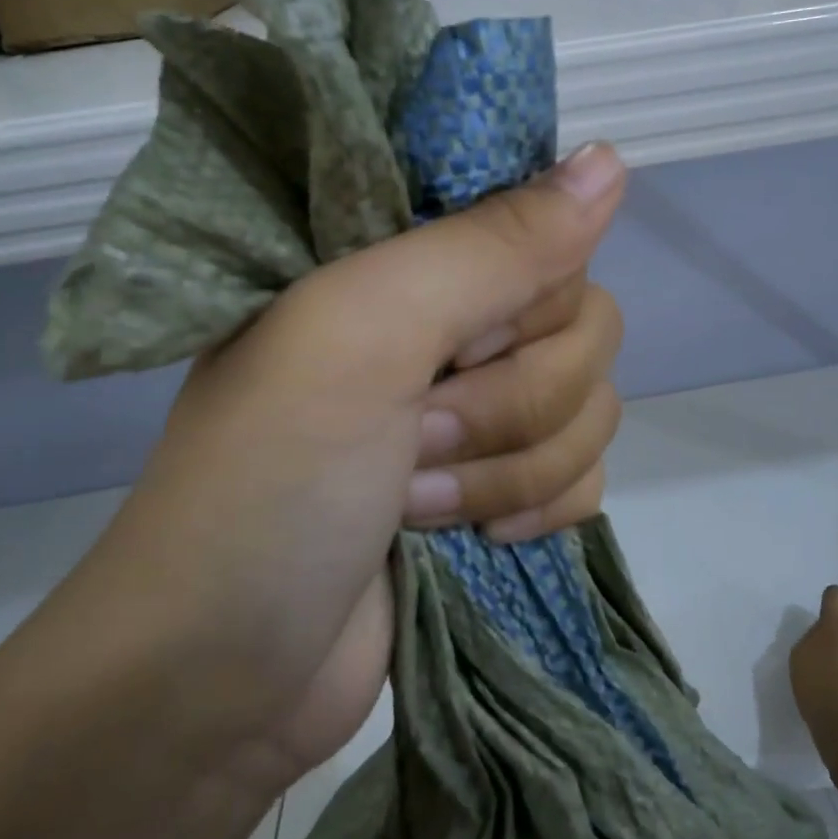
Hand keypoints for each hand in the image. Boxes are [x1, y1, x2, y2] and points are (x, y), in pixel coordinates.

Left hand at [89, 142, 627, 793]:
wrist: (225, 680)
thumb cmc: (276, 482)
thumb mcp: (367, 334)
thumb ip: (493, 245)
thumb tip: (612, 158)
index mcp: (409, 261)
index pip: (544, 228)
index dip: (525, 292)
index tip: (461, 341)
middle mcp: (452, 324)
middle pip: (585, 324)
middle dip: (513, 399)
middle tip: (417, 434)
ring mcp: (481, 411)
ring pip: (593, 405)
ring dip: (513, 466)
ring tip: (417, 501)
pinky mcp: (502, 487)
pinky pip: (589, 472)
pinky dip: (540, 507)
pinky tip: (476, 538)